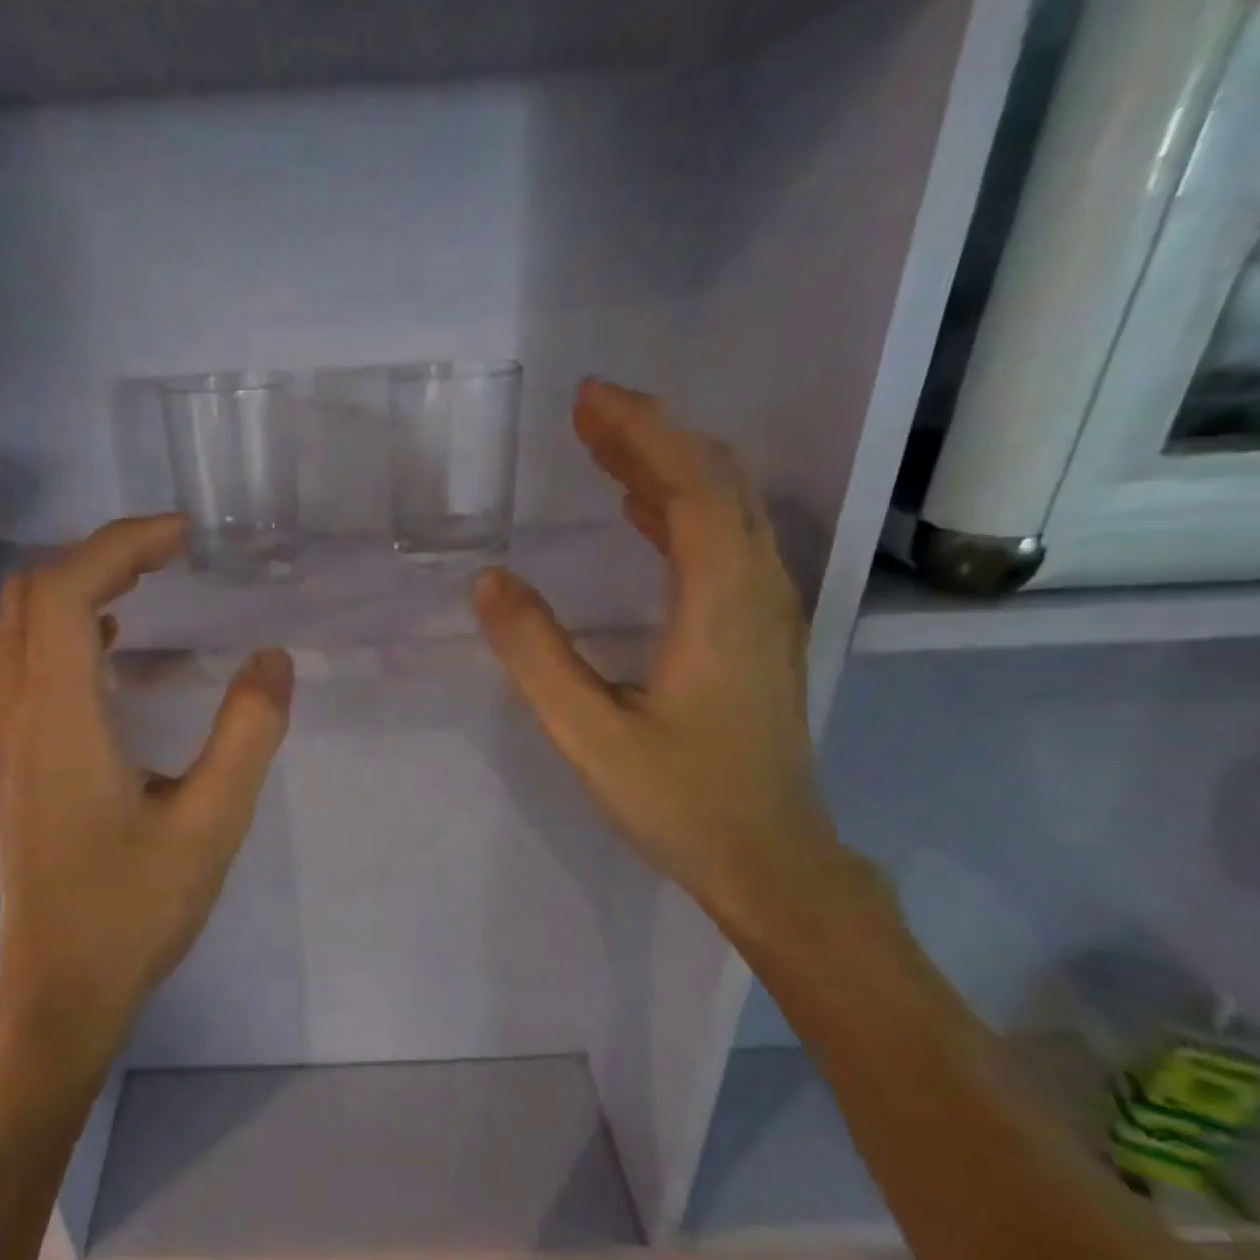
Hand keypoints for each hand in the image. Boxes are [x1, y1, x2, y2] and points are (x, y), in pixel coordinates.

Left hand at [0, 515, 292, 1084]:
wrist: (61, 986)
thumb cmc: (135, 910)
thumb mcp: (212, 825)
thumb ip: (248, 735)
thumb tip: (273, 657)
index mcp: (61, 722)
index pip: (65, 594)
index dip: (119, 546)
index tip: (183, 537)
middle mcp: (19, 716)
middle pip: (31, 596)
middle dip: (100, 555)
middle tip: (171, 553)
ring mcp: (7, 738)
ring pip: (20, 626)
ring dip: (80, 588)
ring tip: (150, 582)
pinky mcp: (14, 759)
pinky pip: (26, 662)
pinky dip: (68, 628)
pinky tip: (119, 646)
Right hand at [474, 380, 844, 938]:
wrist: (770, 860)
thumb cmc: (680, 801)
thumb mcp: (589, 733)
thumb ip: (537, 655)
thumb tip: (489, 582)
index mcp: (722, 602)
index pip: (691, 486)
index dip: (641, 432)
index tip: (588, 399)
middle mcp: (759, 590)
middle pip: (717, 483)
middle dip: (653, 436)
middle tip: (588, 412)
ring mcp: (768, 611)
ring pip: (727, 511)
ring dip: (669, 469)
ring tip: (606, 448)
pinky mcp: (760, 633)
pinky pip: (725, 545)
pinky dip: (682, 512)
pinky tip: (642, 516)